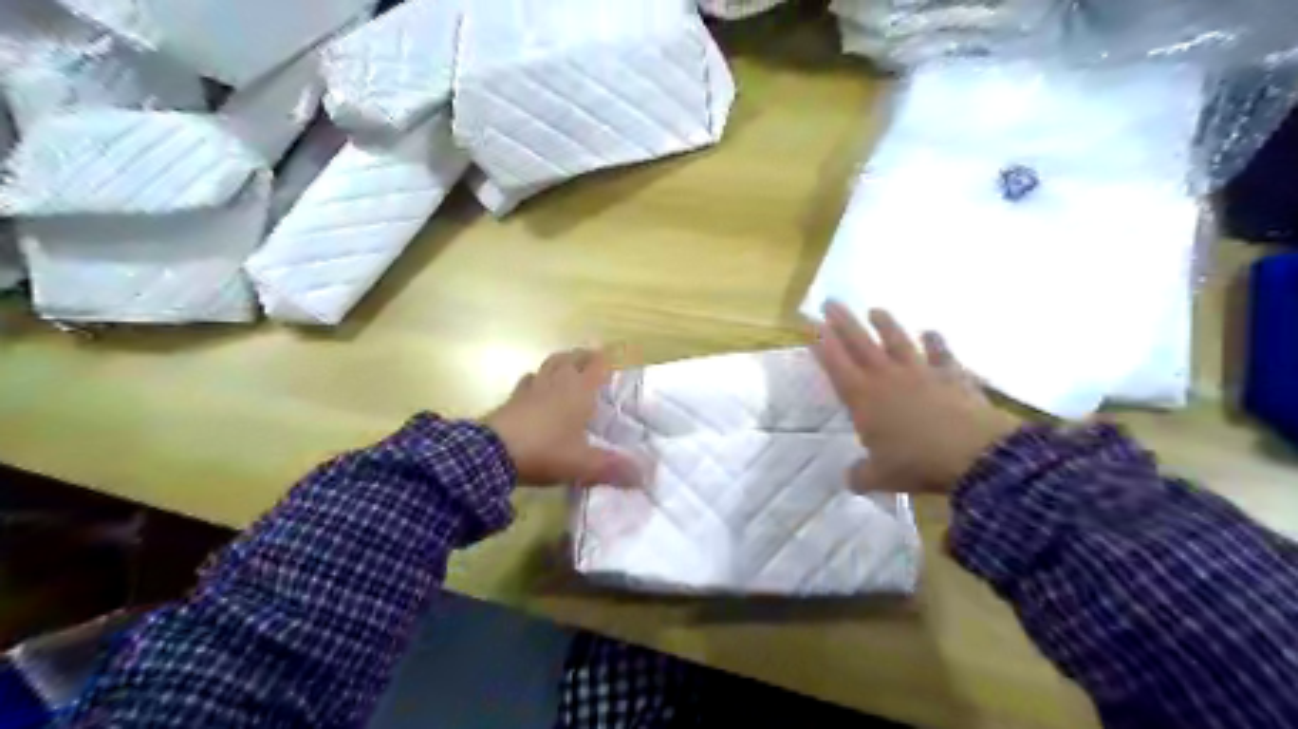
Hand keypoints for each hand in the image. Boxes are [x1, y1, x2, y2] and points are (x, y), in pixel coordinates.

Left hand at [484, 348, 636, 487]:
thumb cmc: (545, 451)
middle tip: (596, 361)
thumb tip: (646, 476)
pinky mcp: (513, 398)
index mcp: (579, 390)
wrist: (492, 453)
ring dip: (563, 362)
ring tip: (570, 368)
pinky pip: (530, 380)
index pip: (599, 364)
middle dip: (586, 356)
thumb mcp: (584, 465)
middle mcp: (557, 381)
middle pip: (574, 357)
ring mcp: (532, 387)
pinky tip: (538, 388)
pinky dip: (538, 379)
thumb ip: (614, 469)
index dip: (610, 357)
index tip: (621, 353)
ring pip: (551, 364)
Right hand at [810, 303, 1023, 493]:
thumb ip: (860, 475)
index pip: (836, 365)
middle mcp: (888, 377)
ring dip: (886, 324)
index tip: (811, 327)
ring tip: (875, 310)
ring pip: (898, 341)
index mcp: (864, 398)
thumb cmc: (917, 463)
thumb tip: (849, 479)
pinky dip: (936, 342)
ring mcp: (922, 372)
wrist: (974, 454)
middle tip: (830, 302)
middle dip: (843, 322)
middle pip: (860, 343)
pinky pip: (942, 354)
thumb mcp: (880, 477)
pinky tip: (931, 332)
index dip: (822, 346)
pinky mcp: (952, 376)